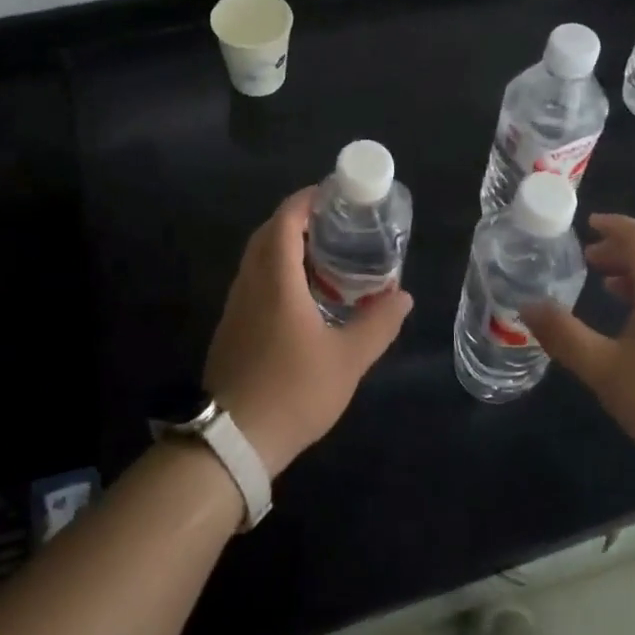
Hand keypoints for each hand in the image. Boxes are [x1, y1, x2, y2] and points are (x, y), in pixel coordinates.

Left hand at [203, 188, 412, 479]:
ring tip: (324, 256)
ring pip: (258, 258)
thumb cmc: (293, 391)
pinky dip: (276, 271)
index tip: (333, 194)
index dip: (306, 200)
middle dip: (298, 220)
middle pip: (268, 233)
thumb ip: (378, 324)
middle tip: (335, 224)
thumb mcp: (348, 360)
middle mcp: (250, 283)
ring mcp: (236, 305)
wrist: (233, 440)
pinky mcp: (231, 327)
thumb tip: (403, 296)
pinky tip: (301, 296)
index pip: (285, 220)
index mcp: (276, 279)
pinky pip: (254, 280)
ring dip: (285, 246)